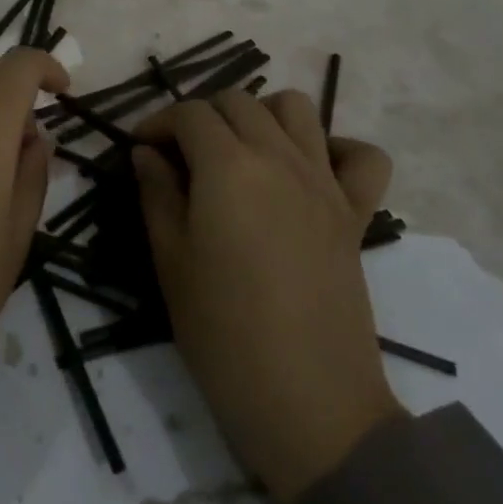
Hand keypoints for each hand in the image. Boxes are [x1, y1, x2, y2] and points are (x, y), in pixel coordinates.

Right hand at [134, 89, 402, 503]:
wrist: (309, 402)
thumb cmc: (223, 333)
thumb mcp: (171, 261)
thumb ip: (157, 194)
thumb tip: (147, 153)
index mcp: (227, 166)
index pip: (189, 113)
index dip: (157, 122)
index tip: (140, 148)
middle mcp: (279, 158)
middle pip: (238, 101)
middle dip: (202, 115)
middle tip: (181, 153)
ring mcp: (325, 182)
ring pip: (296, 108)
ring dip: (261, 114)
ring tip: (239, 151)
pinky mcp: (356, 213)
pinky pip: (362, 157)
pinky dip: (336, 148)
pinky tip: (308, 170)